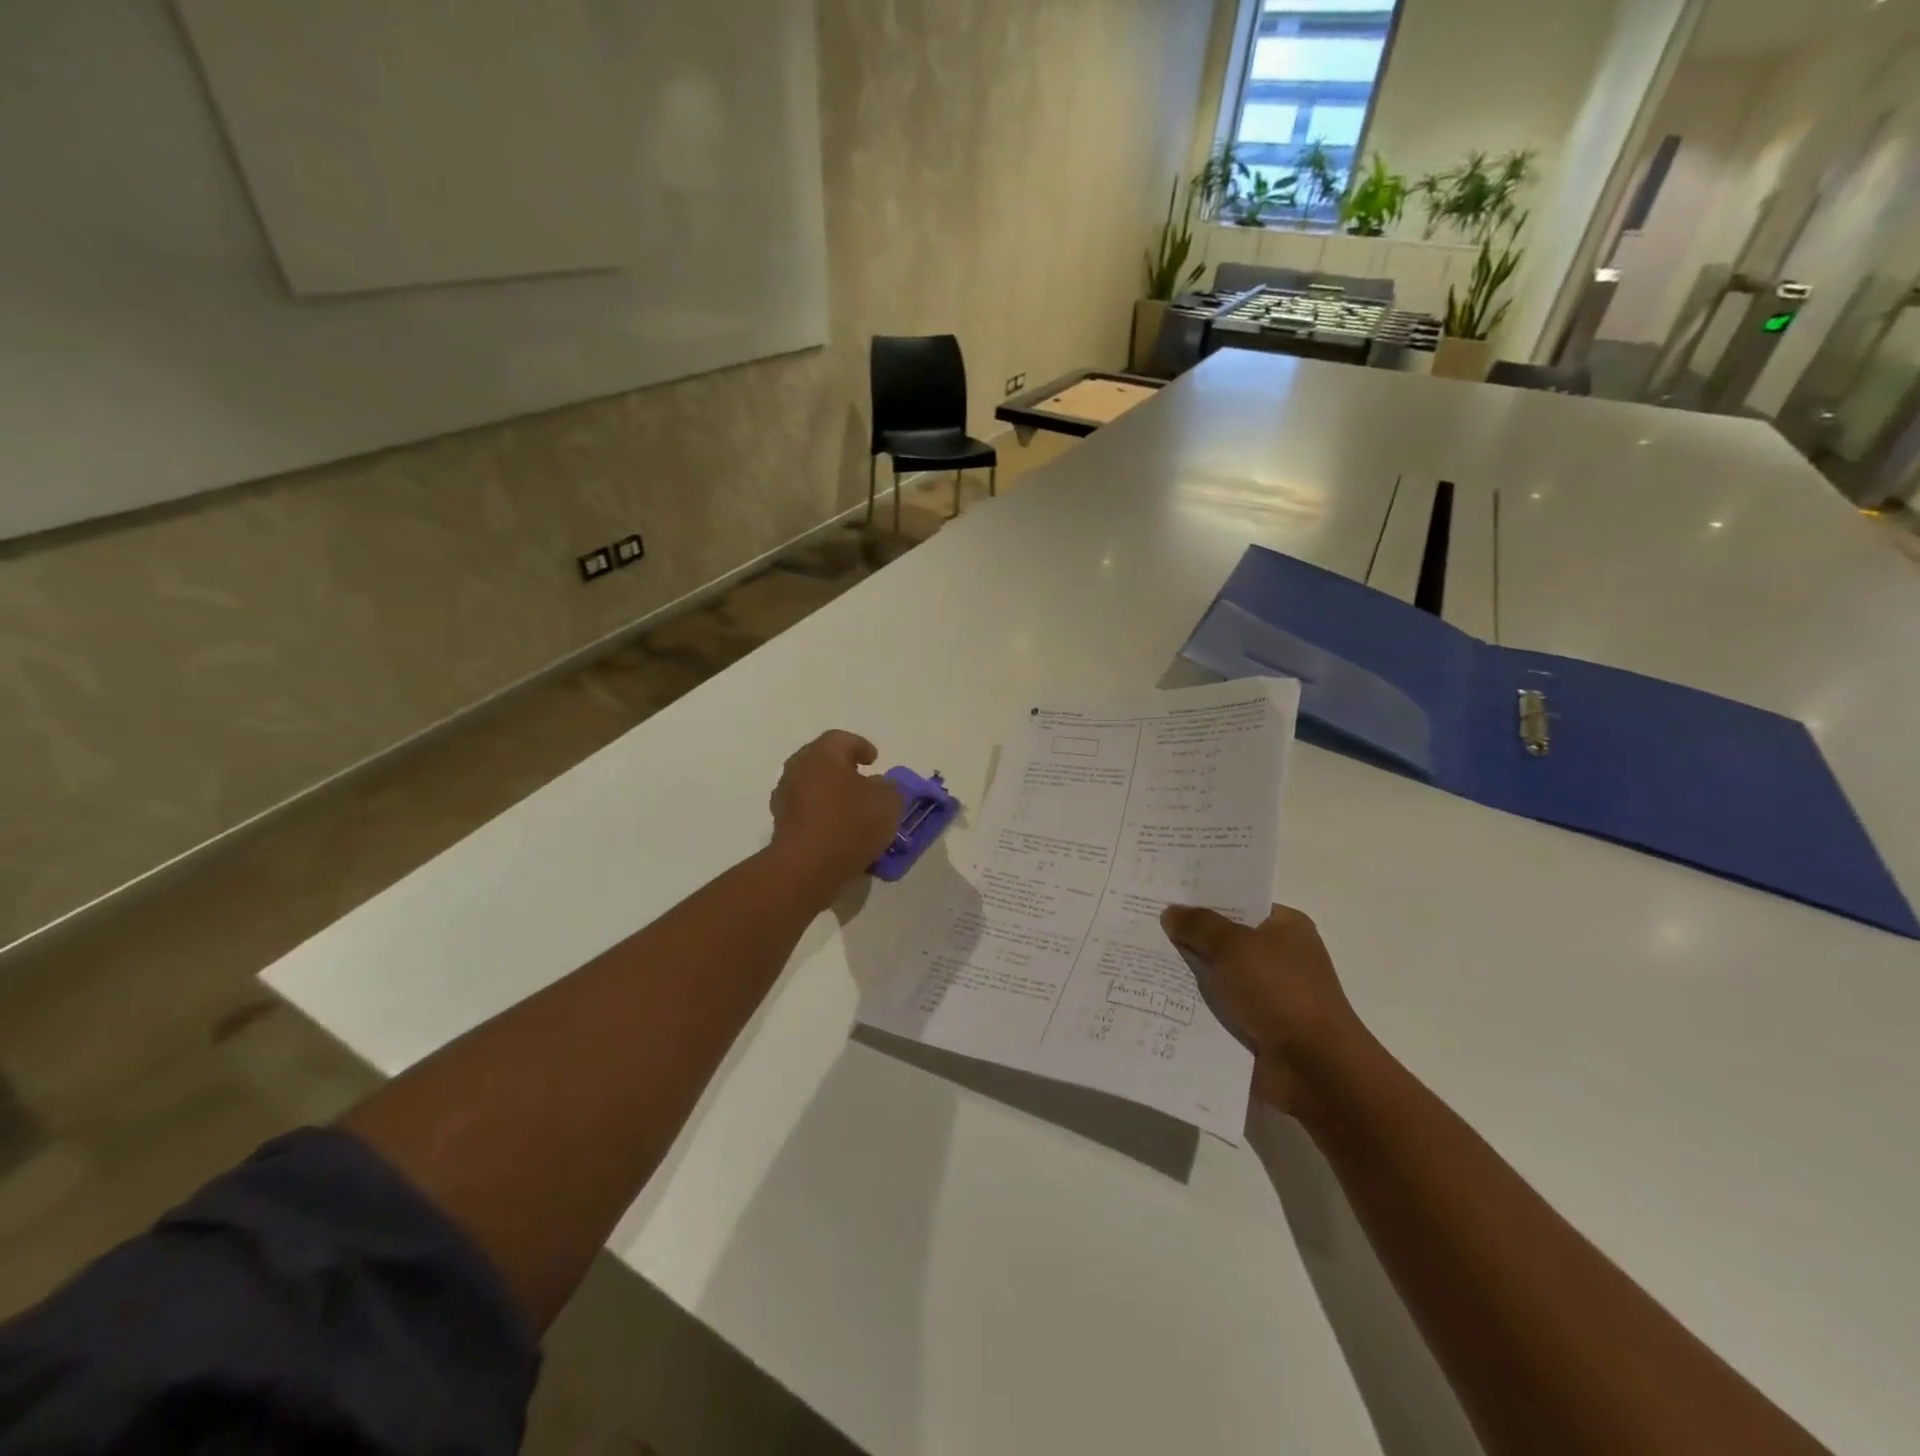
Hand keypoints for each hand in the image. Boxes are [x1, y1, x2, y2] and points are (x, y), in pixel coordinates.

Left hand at [768, 731, 904, 896]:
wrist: (806, 867)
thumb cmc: (849, 823)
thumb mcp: (888, 802)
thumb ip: (889, 789)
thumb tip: (881, 786)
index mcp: (821, 754)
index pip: (841, 739)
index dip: (860, 746)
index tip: (875, 759)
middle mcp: (797, 770)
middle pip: (822, 762)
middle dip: (844, 770)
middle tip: (864, 782)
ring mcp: (784, 799)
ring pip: (813, 789)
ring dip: (833, 796)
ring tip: (856, 813)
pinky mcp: (781, 827)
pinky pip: (808, 814)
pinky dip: (824, 818)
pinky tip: (842, 834)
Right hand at [1160, 902, 1364, 1113]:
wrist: (1314, 1069)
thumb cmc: (1279, 992)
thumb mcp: (1233, 946)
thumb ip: (1199, 926)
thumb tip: (1171, 913)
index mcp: (1286, 927)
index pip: (1239, 903)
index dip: (1203, 899)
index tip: (1164, 897)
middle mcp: (1280, 956)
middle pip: (1225, 939)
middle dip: (1190, 937)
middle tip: (1144, 926)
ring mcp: (1270, 994)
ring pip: (1218, 975)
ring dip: (1189, 975)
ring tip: (1142, 962)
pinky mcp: (1259, 1027)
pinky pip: (1219, 1008)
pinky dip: (1197, 1007)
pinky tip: (1160, 999)